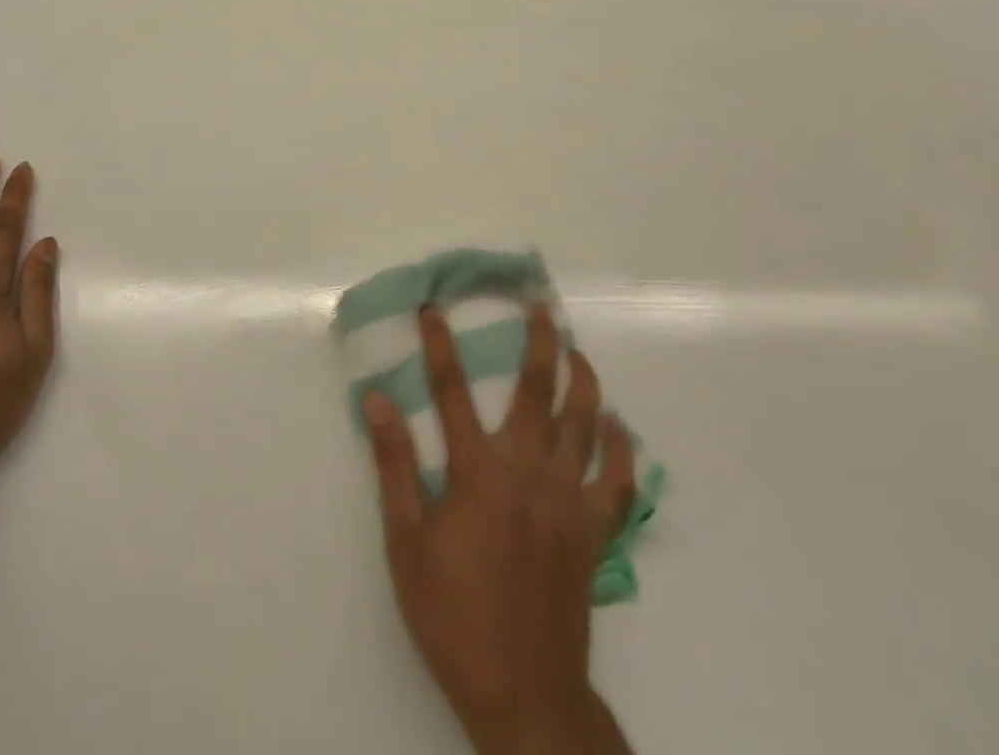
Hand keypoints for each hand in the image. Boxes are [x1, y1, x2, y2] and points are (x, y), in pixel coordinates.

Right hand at [364, 304, 636, 754]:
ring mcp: (567, 500)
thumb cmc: (454, 615)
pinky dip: (620, 450)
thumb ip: (394, 466)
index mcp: (478, 472)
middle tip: (540, 307)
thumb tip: (378, 400)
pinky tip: (618, 426)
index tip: (433, 309)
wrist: (522, 691)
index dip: (440, 345)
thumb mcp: (406, 543)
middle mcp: (528, 471)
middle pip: (536, 392)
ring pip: (583, 425)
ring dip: (582, 381)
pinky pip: (616, 483)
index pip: (451, 391)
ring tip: (577, 350)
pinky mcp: (593, 532)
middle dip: (538, 343)